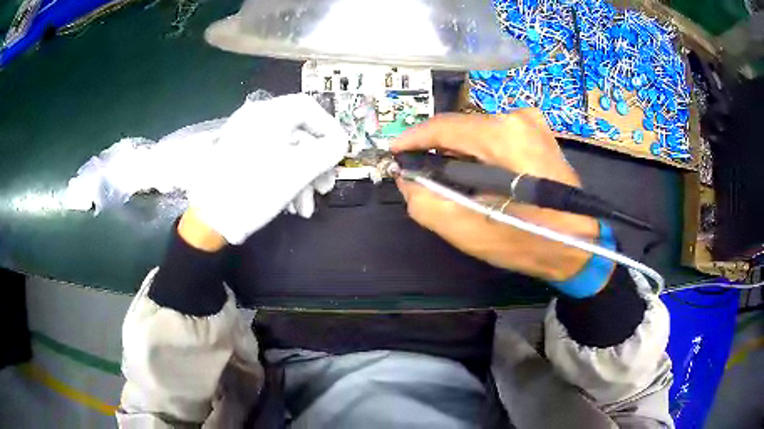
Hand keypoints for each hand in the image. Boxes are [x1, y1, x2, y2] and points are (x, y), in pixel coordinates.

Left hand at [188, 94, 348, 244]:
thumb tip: (341, 143)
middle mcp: (255, 119)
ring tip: (305, 209)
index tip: (339, 154)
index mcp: (268, 114)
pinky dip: (284, 180)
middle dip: (316, 164)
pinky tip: (290, 206)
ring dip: (301, 179)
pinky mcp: (237, 157)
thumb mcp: (299, 170)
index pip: (308, 107)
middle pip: (298, 133)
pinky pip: (269, 161)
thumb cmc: (255, 189)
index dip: (329, 129)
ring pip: (285, 151)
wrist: (209, 219)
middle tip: (325, 189)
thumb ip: (329, 150)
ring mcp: (244, 138)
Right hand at [392, 109, 598, 280]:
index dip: (413, 139)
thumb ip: (428, 203)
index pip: (443, 127)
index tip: (393, 153)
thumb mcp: (471, 232)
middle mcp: (517, 117)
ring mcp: (531, 123)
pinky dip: (477, 154)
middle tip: (418, 174)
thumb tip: (408, 180)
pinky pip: (494, 138)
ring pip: (476, 133)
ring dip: (456, 154)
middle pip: (459, 128)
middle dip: (435, 150)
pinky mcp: (538, 133)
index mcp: (502, 134)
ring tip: (446, 181)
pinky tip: (475, 177)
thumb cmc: (529, 241)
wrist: (580, 245)